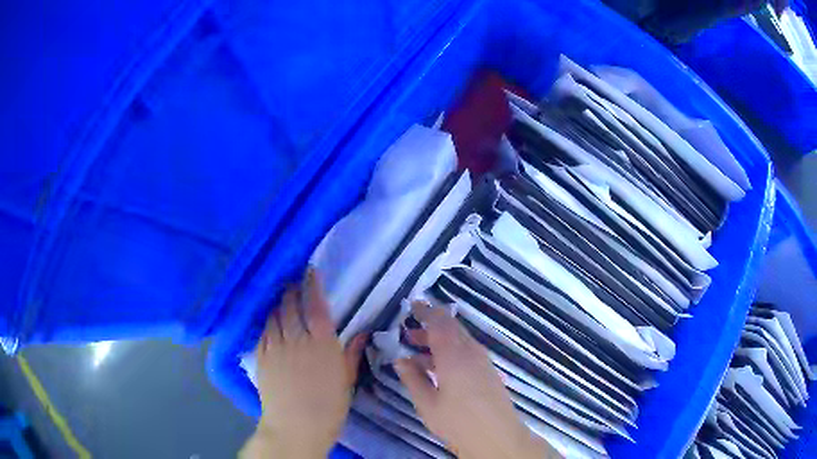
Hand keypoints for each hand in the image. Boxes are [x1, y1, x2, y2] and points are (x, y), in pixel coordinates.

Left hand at [242, 269, 366, 458]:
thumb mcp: (346, 380)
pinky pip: (263, 331)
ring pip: (274, 315)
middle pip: (290, 305)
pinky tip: (271, 322)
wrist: (296, 425)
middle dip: (291, 291)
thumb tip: (361, 333)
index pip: (315, 305)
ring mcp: (275, 346)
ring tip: (282, 300)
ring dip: (278, 304)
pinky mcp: (260, 355)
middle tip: (293, 285)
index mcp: (322, 343)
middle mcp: (296, 338)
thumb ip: (351, 353)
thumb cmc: (329, 406)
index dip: (311, 285)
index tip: (310, 271)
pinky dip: (268, 322)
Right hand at [396, 301, 560, 458]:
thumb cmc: (458, 422)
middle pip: (451, 328)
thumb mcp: (427, 403)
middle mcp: (471, 352)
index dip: (425, 311)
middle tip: (409, 334)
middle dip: (430, 327)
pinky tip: (438, 369)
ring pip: (459, 340)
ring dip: (439, 341)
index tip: (412, 305)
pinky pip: (467, 352)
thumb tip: (400, 359)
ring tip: (417, 353)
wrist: (497, 437)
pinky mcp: (488, 371)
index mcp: (454, 355)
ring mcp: (483, 361)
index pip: (439, 322)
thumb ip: (413, 378)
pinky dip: (450, 352)